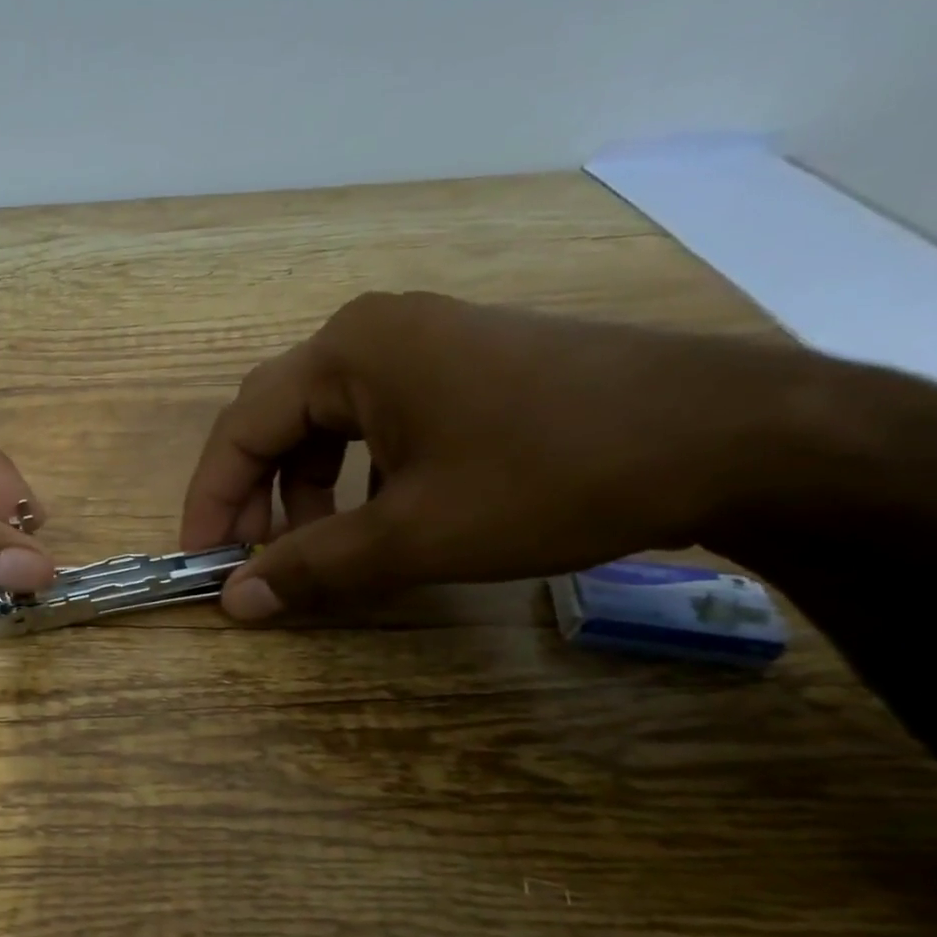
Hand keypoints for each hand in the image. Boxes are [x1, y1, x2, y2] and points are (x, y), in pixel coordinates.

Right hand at [180, 292, 829, 619]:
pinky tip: (380, 516)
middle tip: (253, 559)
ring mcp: (422, 343)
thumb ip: (314, 567)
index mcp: (347, 353)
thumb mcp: (417, 534)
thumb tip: (234, 602)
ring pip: (325, 423)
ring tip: (320, 547)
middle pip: (276, 420)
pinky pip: (375, 421)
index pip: (240, 428)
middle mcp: (372, 333)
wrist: (735, 436)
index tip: (201, 562)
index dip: (210, 500)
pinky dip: (355, 475)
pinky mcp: (461, 365)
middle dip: (255, 494)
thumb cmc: (554, 475)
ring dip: (305, 490)